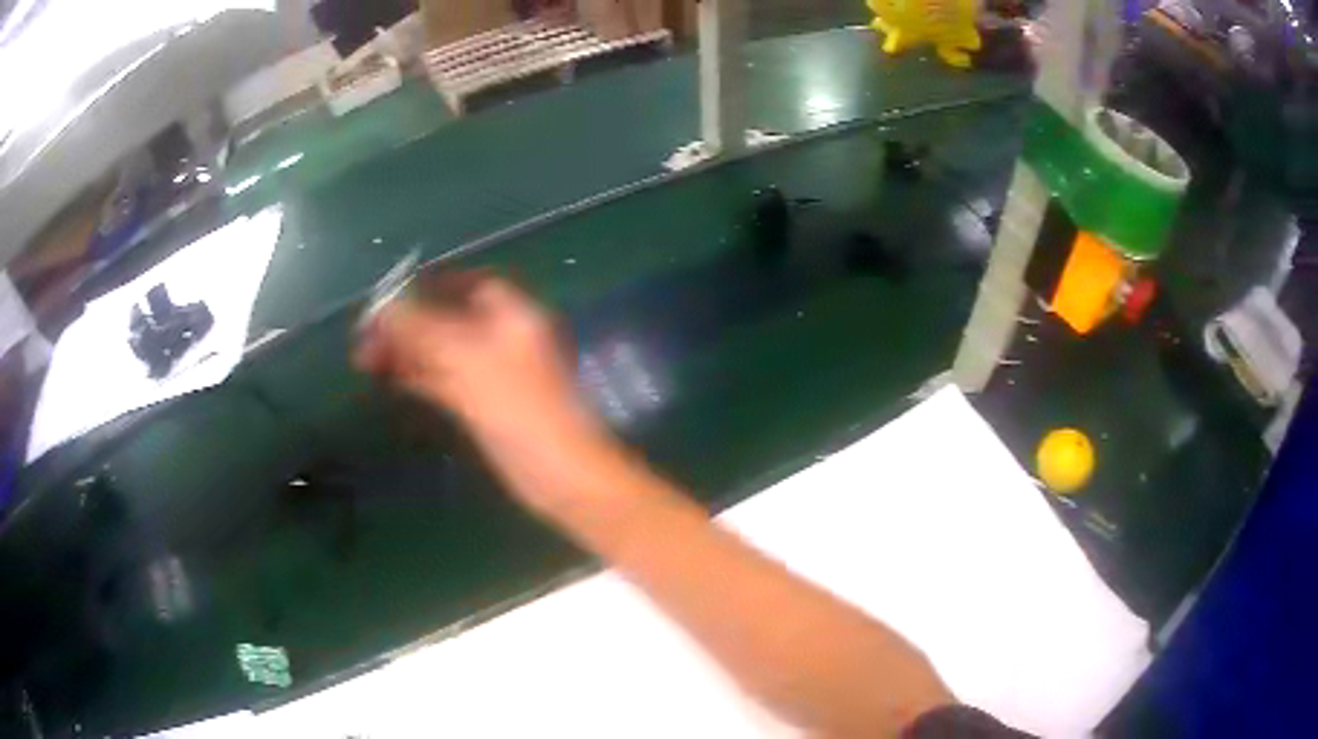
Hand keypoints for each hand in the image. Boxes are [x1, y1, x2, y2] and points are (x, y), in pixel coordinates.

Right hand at [355, 272, 608, 512]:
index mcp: (511, 314)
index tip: (390, 295)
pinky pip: (446, 382)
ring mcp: (493, 374)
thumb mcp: (465, 358)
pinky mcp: (485, 406)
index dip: (429, 285)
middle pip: (447, 320)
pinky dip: (419, 377)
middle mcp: (502, 338)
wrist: (558, 474)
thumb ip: (421, 329)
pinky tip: (388, 378)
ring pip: (443, 353)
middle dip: (407, 324)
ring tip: (363, 358)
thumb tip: (381, 307)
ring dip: (406, 352)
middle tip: (363, 337)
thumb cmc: (517, 405)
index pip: (466, 283)